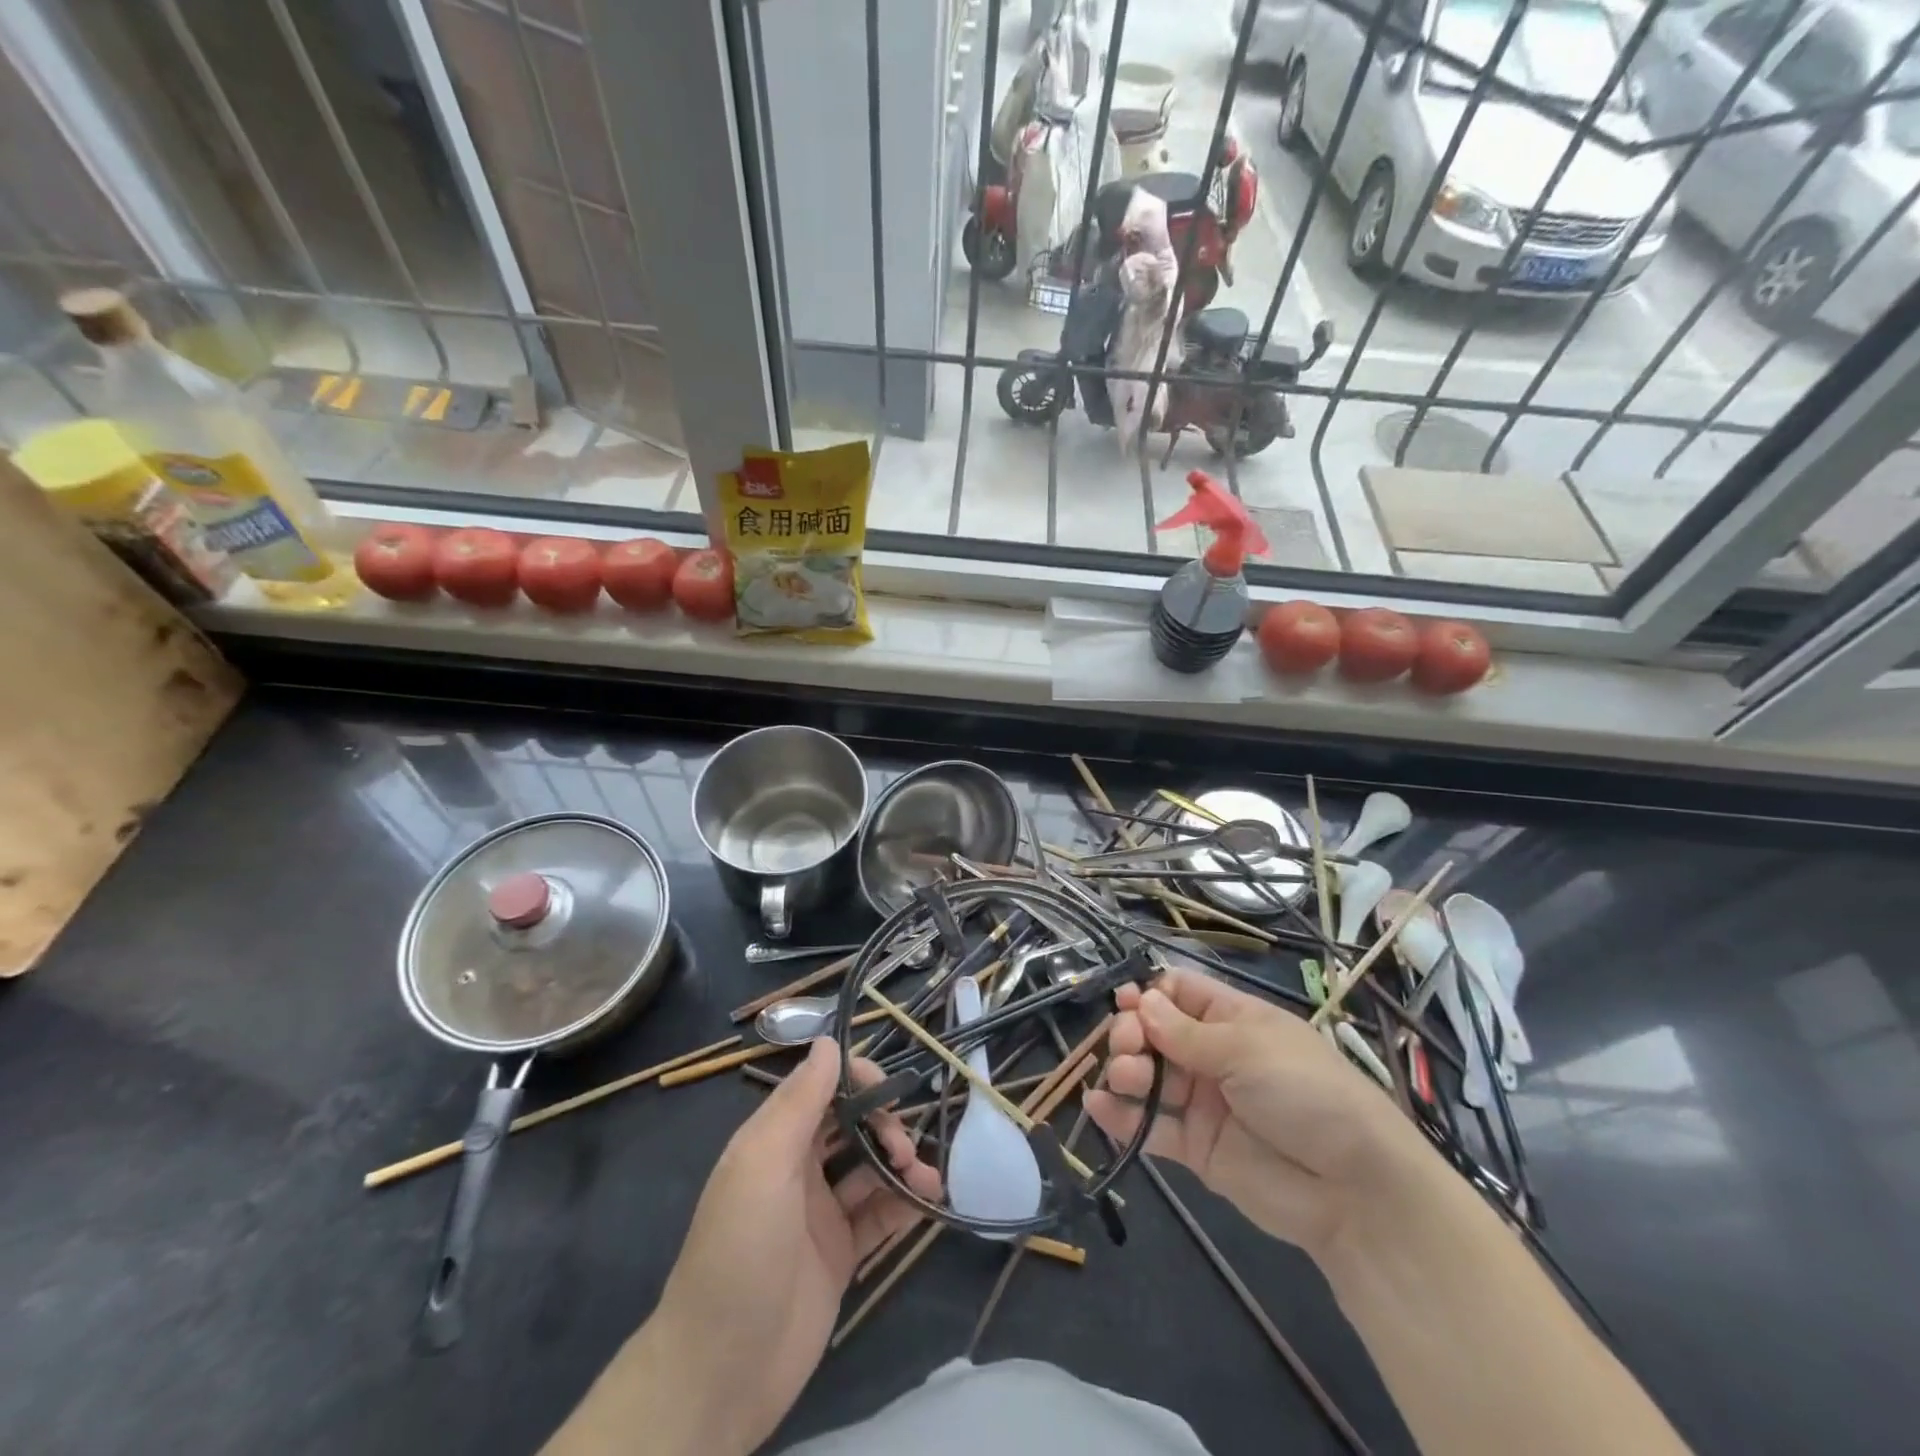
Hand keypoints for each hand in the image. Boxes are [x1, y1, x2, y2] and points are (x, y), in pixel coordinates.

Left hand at [643, 1039, 940, 1453]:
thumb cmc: (739, 1251)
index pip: (823, 1087)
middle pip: (853, 1125)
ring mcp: (820, 1214)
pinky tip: (928, 1203)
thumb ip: (799, 1102)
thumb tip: (828, 1040)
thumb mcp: (762, 1165)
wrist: (720, 1373)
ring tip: (927, 1178)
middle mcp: (798, 1169)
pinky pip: (879, 1217)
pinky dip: (905, 1204)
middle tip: (906, 1149)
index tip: (890, 1090)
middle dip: (885, 1125)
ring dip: (902, 1164)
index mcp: (774, 1139)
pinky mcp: (839, 1256)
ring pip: (871, 1169)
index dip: (858, 1079)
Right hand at [1086, 970, 1420, 1261]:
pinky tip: (1098, 1106)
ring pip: (1150, 1077)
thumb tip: (1141, 1001)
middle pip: (1156, 1033)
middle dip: (1134, 1033)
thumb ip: (1187, 1032)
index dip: (1150, 994)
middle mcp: (1214, 1056)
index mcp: (1233, 1020)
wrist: (1353, 1190)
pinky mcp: (1196, 1148)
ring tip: (1125, 1078)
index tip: (1126, 1001)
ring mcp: (1203, 1102)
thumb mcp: (1248, 1049)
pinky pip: (1151, 1127)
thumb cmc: (1306, 1093)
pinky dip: (1121, 1117)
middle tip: (1128, 1046)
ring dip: (1126, 1071)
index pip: (1180, 993)